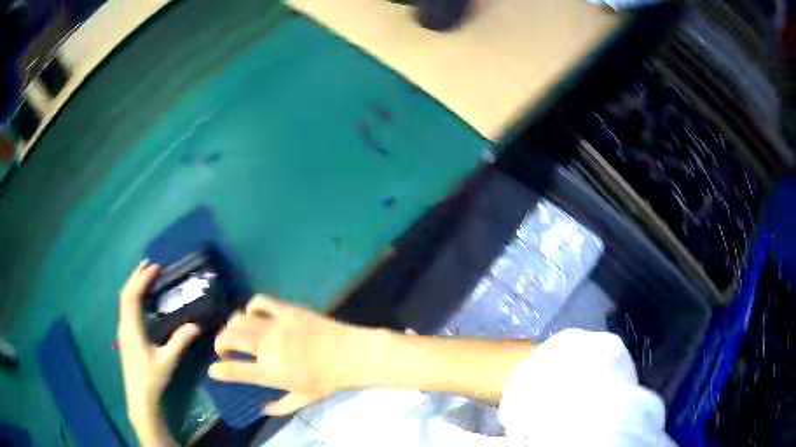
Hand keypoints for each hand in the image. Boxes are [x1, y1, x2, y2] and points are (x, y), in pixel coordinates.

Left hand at [118, 260, 200, 426]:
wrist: (139, 398)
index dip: (142, 279)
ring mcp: (123, 331)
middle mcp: (124, 325)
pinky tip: (142, 300)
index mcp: (132, 328)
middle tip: (149, 264)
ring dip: (133, 286)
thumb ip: (180, 342)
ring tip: (145, 276)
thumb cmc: (152, 379)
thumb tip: (195, 325)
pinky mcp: (125, 336)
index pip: (132, 296)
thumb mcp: (167, 361)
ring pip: (124, 301)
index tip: (155, 268)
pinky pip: (126, 308)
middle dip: (135, 277)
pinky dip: (133, 297)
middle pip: (125, 294)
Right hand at [210, 295, 368, 415]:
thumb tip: (263, 409)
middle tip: (225, 349)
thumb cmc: (328, 380)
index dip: (217, 370)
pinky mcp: (287, 309)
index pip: (232, 370)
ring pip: (238, 318)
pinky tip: (255, 315)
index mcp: (270, 372)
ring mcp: (276, 325)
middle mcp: (267, 347)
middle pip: (228, 337)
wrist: (352, 354)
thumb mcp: (304, 400)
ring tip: (238, 333)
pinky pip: (259, 301)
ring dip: (232, 326)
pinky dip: (251, 307)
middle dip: (219, 344)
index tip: (213, 370)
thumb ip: (281, 407)